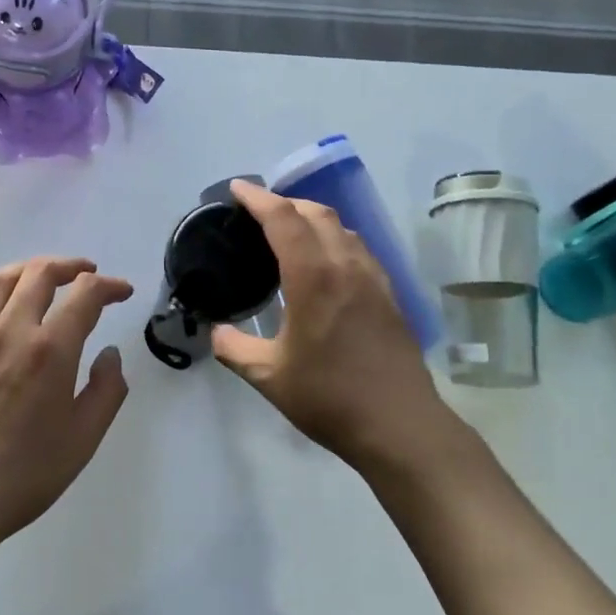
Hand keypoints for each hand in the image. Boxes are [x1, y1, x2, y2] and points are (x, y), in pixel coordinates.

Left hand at [0, 257, 133, 552]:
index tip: (122, 292)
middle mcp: (11, 331)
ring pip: (1, 279)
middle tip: (87, 275)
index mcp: (51, 351)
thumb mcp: (84, 440)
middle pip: (40, 273)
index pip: (85, 295)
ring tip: (45, 276)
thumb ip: (107, 390)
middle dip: (71, 266)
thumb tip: (109, 353)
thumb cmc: (24, 476)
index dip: (109, 286)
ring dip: (29, 269)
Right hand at [214, 180, 456, 478]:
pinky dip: (334, 238)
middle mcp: (346, 265)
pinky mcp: (389, 294)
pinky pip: (358, 248)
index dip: (258, 198)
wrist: (400, 425)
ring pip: (342, 228)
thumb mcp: (269, 377)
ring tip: (289, 230)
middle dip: (285, 202)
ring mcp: (373, 278)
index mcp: (314, 277)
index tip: (237, 189)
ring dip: (313, 217)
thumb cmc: (329, 398)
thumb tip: (216, 332)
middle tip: (258, 211)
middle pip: (316, 213)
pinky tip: (325, 262)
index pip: (283, 219)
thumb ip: (235, 348)